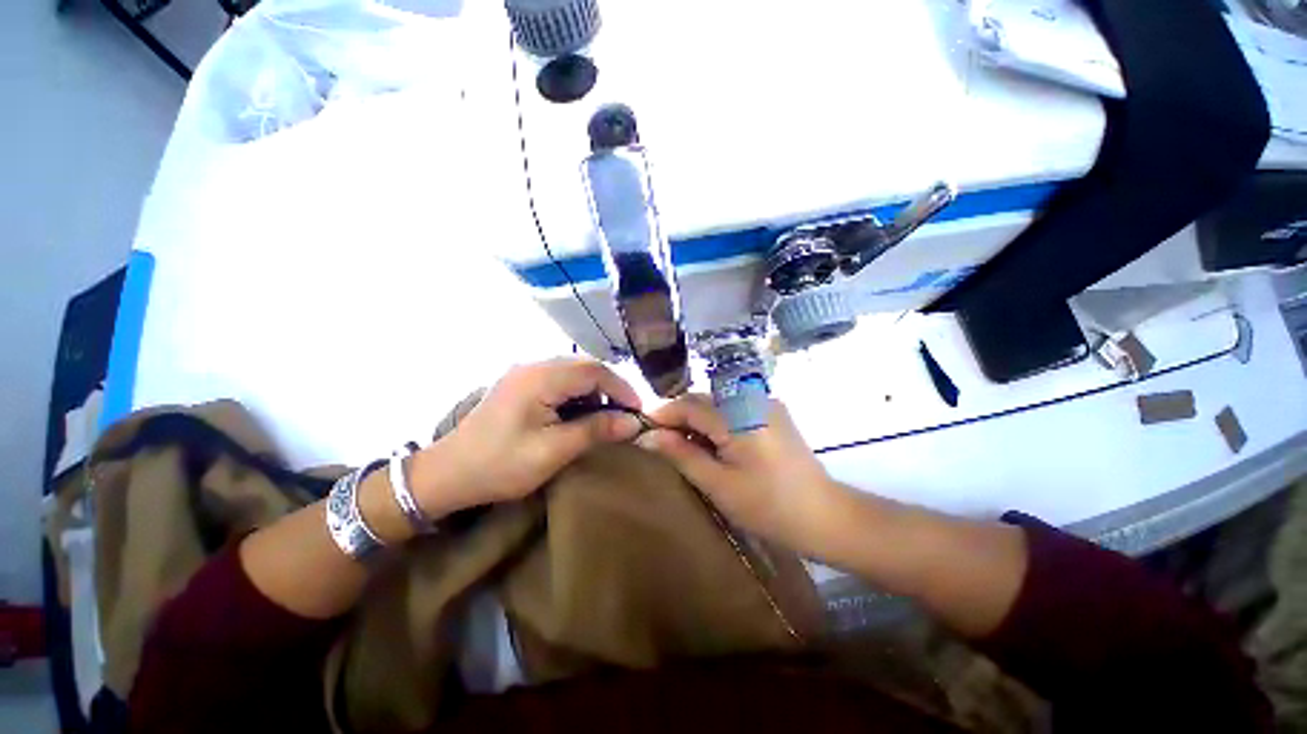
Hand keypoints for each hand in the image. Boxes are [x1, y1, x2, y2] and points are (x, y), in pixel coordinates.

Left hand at [412, 358, 644, 515]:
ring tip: (607, 415)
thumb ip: (595, 431)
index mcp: (540, 378)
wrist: (447, 473)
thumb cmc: (500, 465)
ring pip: (574, 371)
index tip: (637, 412)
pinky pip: (560, 379)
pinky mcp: (520, 382)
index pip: (594, 370)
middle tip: (625, 414)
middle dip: (611, 388)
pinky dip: (578, 393)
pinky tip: (581, 412)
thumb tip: (632, 423)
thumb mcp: (553, 452)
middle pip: (585, 366)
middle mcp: (533, 365)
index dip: (621, 388)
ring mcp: (525, 372)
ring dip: (595, 390)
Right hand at [636, 394, 838, 555]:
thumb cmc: (769, 506)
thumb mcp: (718, 484)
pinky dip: (715, 423)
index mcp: (738, 416)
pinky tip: (710, 445)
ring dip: (696, 421)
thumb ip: (681, 455)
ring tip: (681, 446)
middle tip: (658, 442)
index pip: (689, 404)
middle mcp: (751, 399)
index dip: (662, 414)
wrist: (825, 516)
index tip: (640, 429)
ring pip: (717, 404)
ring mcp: (765, 404)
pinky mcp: (772, 413)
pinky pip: (733, 409)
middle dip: (678, 417)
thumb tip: (647, 437)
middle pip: (703, 400)